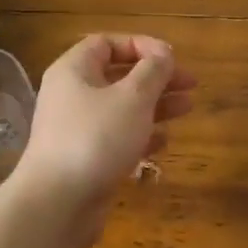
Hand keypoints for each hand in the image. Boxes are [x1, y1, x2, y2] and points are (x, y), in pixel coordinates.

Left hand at [17, 33, 195, 246]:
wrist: (57, 204)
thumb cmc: (96, 138)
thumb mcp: (133, 97)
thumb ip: (153, 71)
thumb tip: (163, 54)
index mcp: (74, 71)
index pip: (108, 43)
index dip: (141, 45)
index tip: (171, 58)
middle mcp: (72, 95)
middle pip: (119, 75)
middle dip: (156, 77)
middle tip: (190, 84)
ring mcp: (77, 129)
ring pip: (122, 108)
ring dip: (155, 105)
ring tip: (188, 107)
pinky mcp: (86, 159)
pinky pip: (117, 137)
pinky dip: (141, 135)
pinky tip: (164, 141)